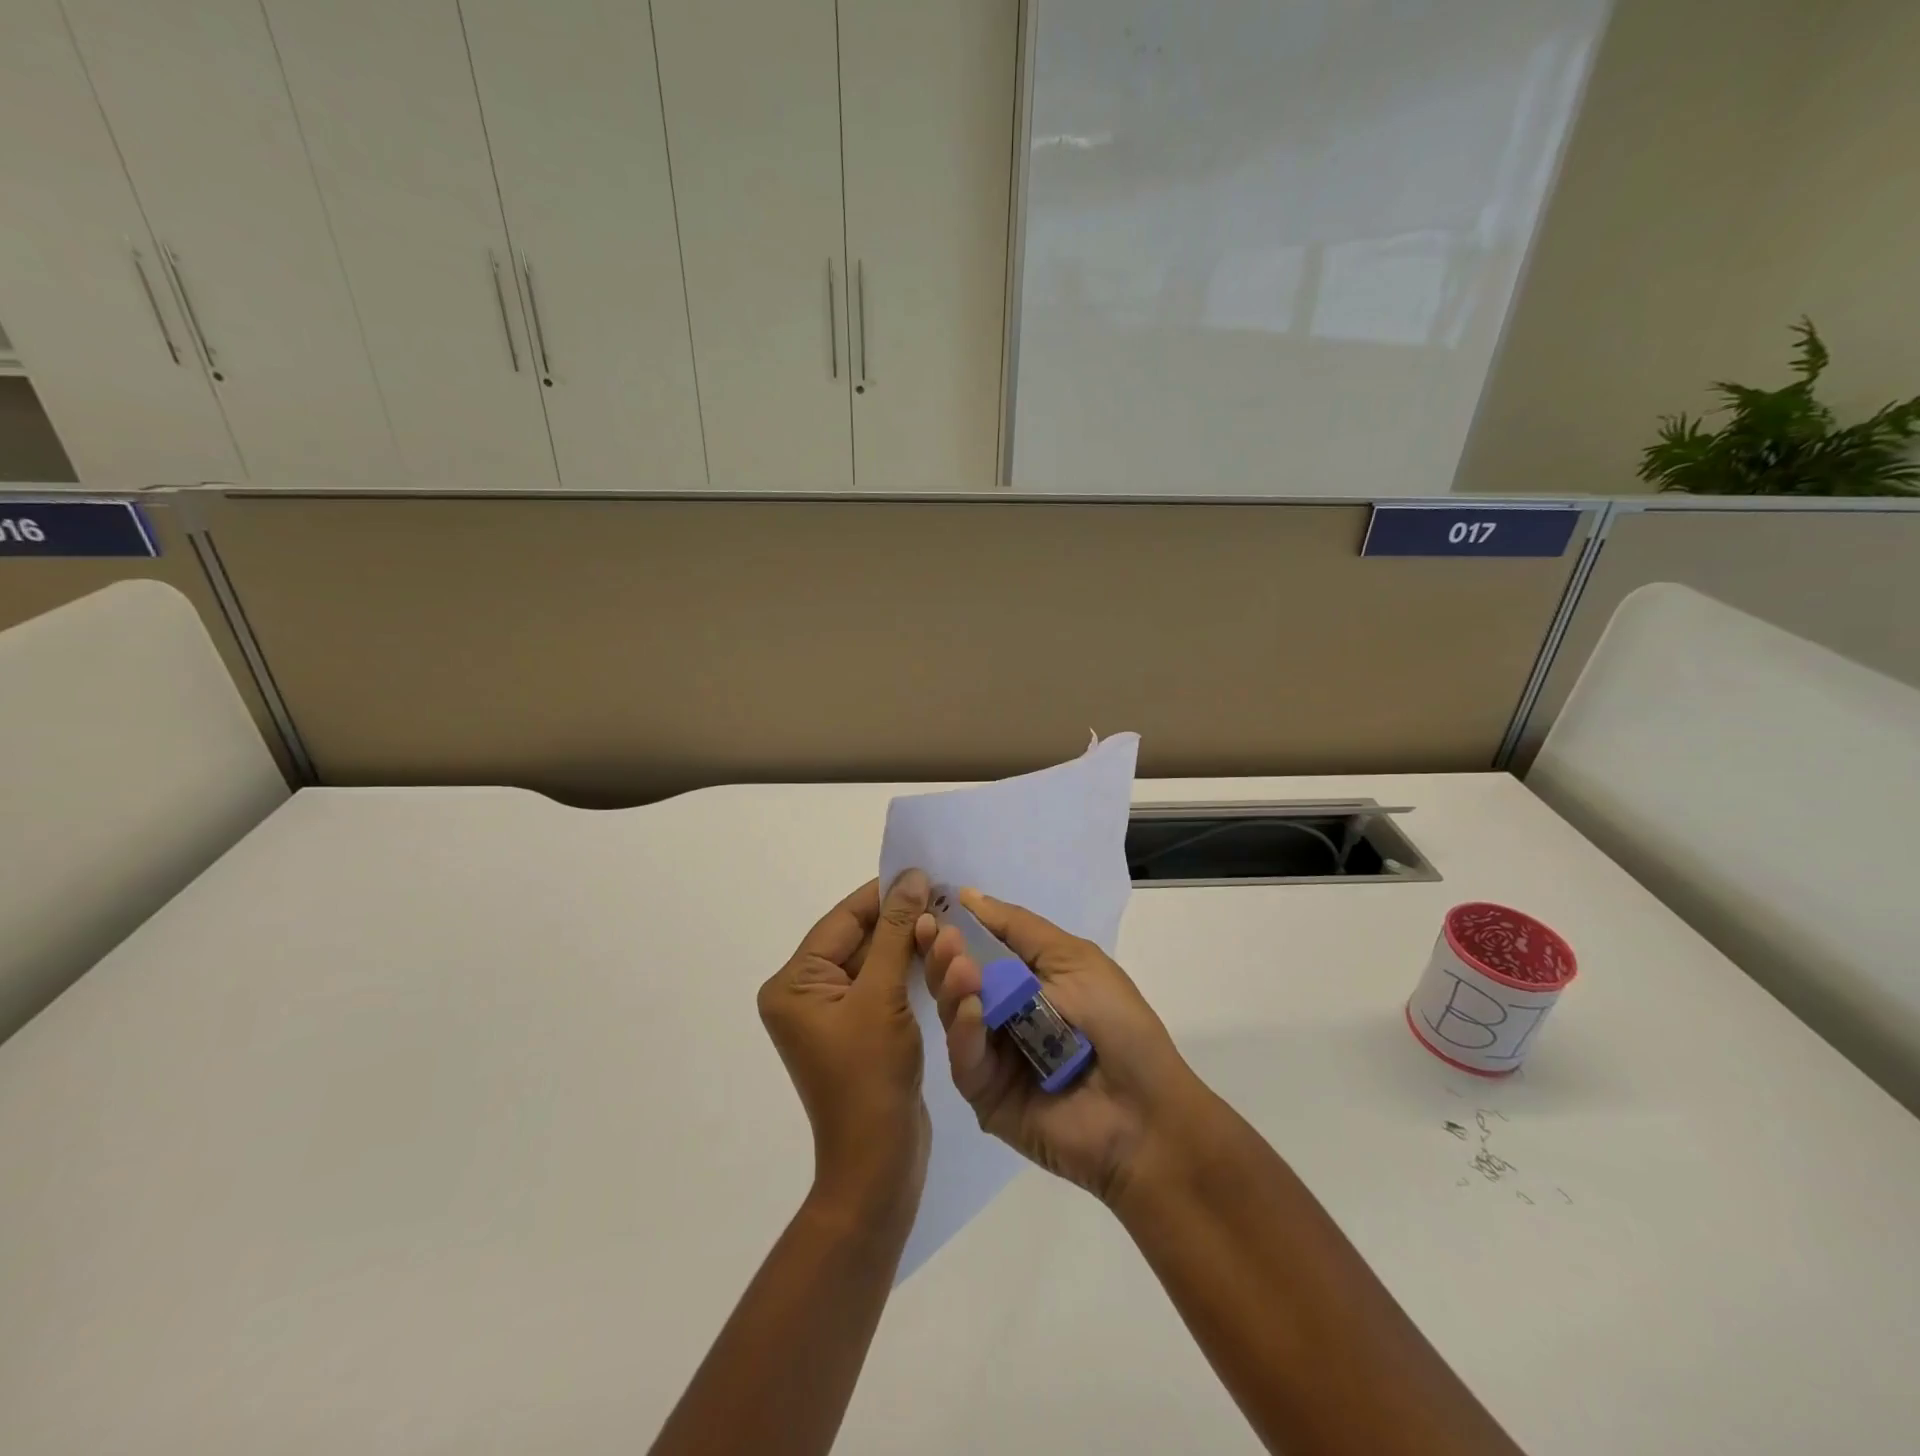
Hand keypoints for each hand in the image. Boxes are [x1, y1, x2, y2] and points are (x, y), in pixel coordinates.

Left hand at [758, 872, 932, 1221]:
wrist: (879, 1162)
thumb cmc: (871, 1075)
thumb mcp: (883, 995)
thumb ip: (895, 932)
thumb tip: (911, 877)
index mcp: (794, 984)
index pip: (841, 921)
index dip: (882, 895)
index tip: (922, 873)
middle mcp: (805, 994)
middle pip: (856, 939)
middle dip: (899, 920)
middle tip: (941, 898)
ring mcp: (831, 1014)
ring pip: (873, 961)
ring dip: (907, 943)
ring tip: (944, 920)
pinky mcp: (857, 1030)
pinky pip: (881, 986)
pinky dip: (906, 970)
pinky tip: (935, 954)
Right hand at [916, 889, 1213, 1203]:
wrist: (1144, 1112)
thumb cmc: (1117, 1023)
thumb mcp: (1073, 958)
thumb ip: (1018, 928)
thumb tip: (969, 896)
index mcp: (1026, 980)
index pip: (978, 948)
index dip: (955, 927)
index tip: (932, 903)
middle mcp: (1003, 1014)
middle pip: (957, 979)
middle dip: (945, 952)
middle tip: (935, 932)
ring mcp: (992, 1055)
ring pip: (954, 1014)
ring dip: (952, 985)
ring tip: (958, 964)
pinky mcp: (985, 1095)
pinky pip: (964, 1059)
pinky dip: (964, 1031)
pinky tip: (970, 1008)